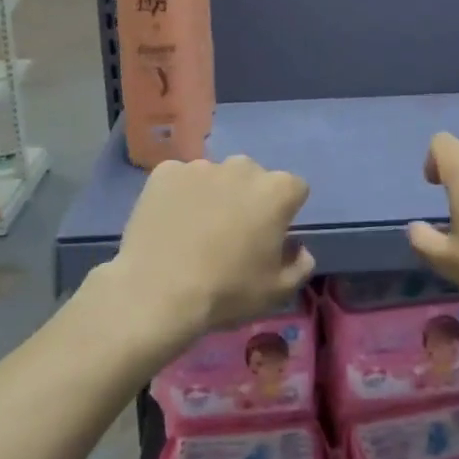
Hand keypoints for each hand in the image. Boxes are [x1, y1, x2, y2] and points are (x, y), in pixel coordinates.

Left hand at [109, 156, 315, 345]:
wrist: (157, 292)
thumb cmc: (227, 291)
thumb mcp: (279, 291)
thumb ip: (301, 264)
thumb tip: (297, 248)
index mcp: (277, 190)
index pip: (294, 190)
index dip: (285, 213)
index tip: (271, 236)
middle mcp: (242, 167)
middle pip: (254, 178)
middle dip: (249, 198)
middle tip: (233, 233)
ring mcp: (201, 166)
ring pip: (216, 177)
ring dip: (215, 195)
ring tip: (196, 230)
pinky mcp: (165, 172)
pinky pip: (181, 179)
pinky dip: (180, 195)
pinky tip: (171, 223)